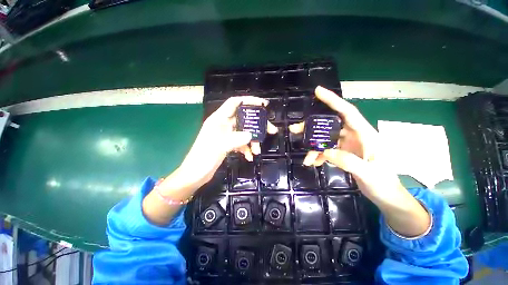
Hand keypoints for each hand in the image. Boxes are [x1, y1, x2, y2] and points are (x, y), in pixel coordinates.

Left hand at [177, 96, 277, 187]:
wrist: (195, 174)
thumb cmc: (203, 157)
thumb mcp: (219, 146)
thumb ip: (236, 139)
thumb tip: (251, 135)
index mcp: (219, 119)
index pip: (235, 103)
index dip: (249, 101)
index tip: (263, 104)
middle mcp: (224, 124)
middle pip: (244, 119)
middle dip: (258, 124)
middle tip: (271, 130)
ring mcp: (227, 134)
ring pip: (245, 132)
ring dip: (253, 140)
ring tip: (257, 151)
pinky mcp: (228, 144)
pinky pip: (241, 142)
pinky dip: (247, 148)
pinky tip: (250, 156)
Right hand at [289, 86, 429, 236]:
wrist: (386, 196)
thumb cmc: (384, 184)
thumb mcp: (369, 174)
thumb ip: (349, 162)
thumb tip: (326, 152)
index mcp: (365, 134)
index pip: (347, 112)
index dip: (333, 100)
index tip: (318, 91)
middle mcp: (354, 135)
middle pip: (329, 125)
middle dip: (311, 127)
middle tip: (295, 129)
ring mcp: (347, 144)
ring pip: (325, 139)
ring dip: (313, 147)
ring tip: (306, 159)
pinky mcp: (343, 153)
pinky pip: (326, 150)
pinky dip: (318, 156)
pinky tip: (314, 163)